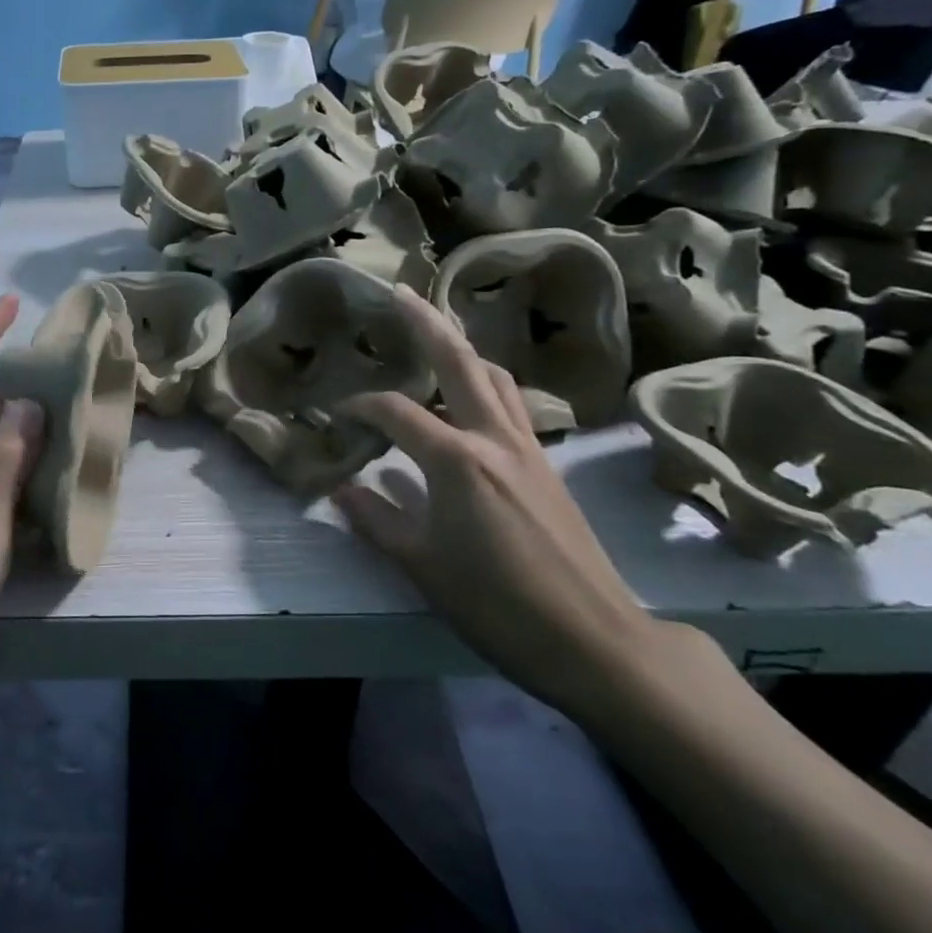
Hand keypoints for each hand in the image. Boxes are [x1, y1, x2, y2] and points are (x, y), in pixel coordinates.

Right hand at [335, 287, 668, 715]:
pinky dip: (488, 385)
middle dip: (426, 323)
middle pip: (459, 361)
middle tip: (401, 293)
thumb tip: (341, 488)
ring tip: (437, 338)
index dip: (360, 407)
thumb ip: (375, 519)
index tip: (337, 414)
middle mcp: (494, 438)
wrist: (593, 639)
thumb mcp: (420, 566)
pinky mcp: (547, 466)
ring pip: (496, 377)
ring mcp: (527, 448)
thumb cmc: (496, 604)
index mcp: (456, 460)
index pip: (395, 413)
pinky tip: (474, 401)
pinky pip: (515, 404)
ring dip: (463, 350)